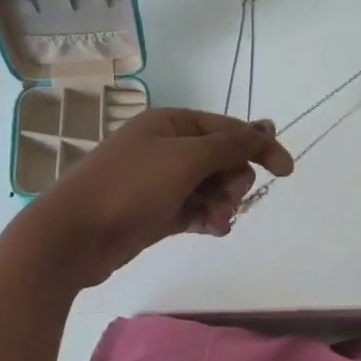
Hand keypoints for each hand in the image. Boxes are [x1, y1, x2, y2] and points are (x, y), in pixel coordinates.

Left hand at [23, 108, 293, 287]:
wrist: (73, 236)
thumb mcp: (185, 159)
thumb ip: (230, 145)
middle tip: (225, 200)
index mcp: (172, 124)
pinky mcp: (158, 212)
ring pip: (213, 187)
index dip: (259, 147)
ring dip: (223, 203)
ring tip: (215, 221)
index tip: (286, 172)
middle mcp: (169, 148)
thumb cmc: (129, 187)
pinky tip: (212, 229)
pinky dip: (209, 218)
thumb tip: (266, 126)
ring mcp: (163, 181)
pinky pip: (197, 210)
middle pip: (224, 160)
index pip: (229, 129)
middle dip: (233, 181)